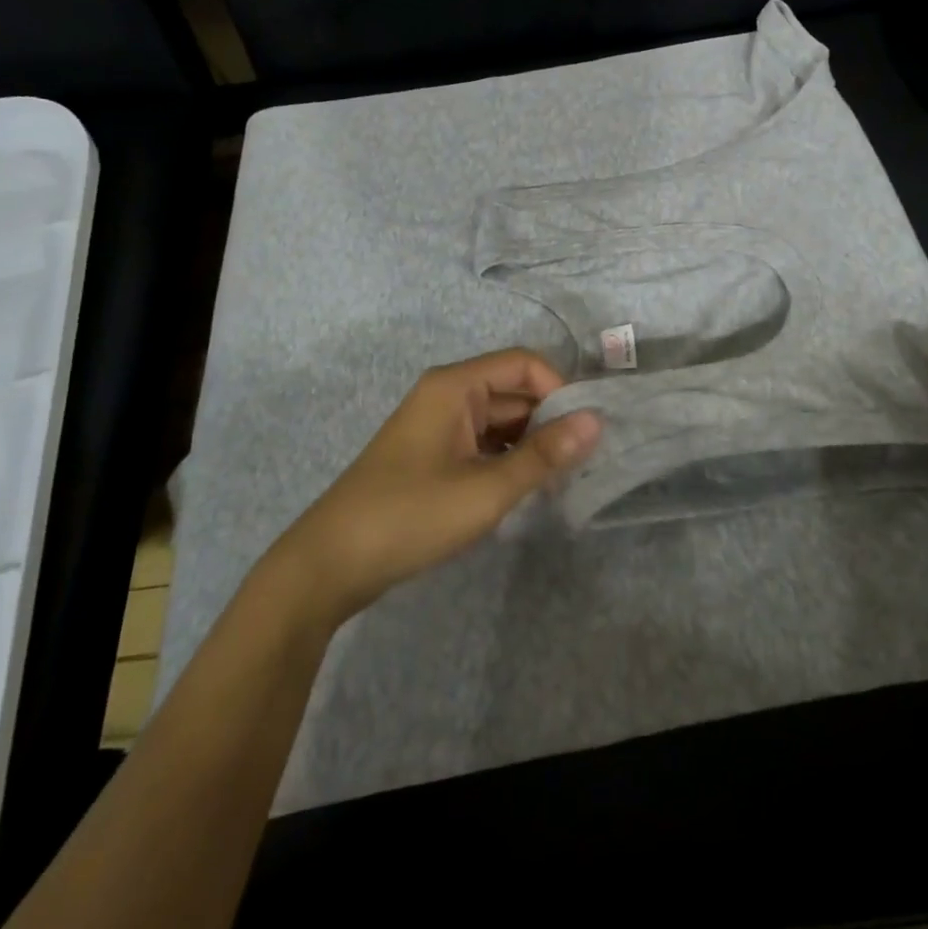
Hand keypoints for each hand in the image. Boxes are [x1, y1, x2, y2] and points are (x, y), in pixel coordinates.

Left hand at [274, 349, 601, 625]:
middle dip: (550, 420)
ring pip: (500, 420)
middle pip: (513, 391)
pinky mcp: (433, 455)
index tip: (587, 429)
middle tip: (586, 459)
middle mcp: (447, 396)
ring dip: (531, 442)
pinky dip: (508, 458)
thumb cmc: (410, 516)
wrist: (330, 564)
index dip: (560, 389)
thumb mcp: (486, 489)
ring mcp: (438, 426)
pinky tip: (526, 488)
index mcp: (455, 387)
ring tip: (563, 477)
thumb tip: (596, 421)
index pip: (524, 364)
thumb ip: (544, 454)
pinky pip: (482, 443)